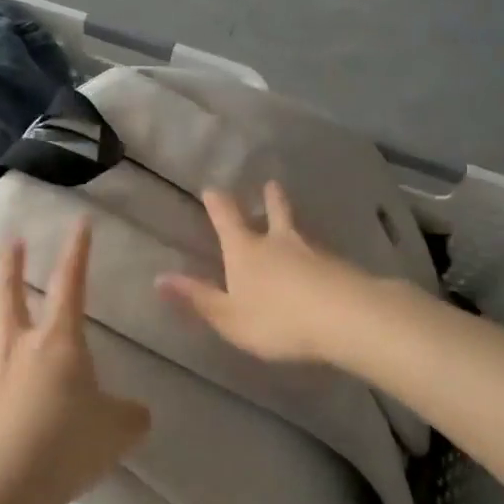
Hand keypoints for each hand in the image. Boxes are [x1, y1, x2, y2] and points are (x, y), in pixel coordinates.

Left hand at [0, 220, 149, 503]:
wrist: (10, 483)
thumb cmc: (70, 444)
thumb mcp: (120, 429)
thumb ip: (131, 415)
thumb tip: (137, 413)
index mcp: (58, 343)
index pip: (70, 286)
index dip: (77, 253)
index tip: (79, 222)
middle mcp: (18, 350)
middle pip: (9, 298)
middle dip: (10, 267)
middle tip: (9, 242)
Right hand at [157, 181, 372, 364]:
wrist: (345, 317)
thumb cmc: (277, 319)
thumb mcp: (228, 316)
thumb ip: (197, 297)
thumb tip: (158, 278)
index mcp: (245, 250)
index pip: (227, 219)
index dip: (218, 203)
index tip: (212, 188)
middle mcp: (277, 242)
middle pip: (274, 212)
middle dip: (269, 199)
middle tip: (270, 184)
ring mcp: (313, 250)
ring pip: (300, 230)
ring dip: (294, 221)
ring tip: (295, 222)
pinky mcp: (340, 266)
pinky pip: (323, 254)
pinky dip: (317, 253)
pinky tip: (322, 262)